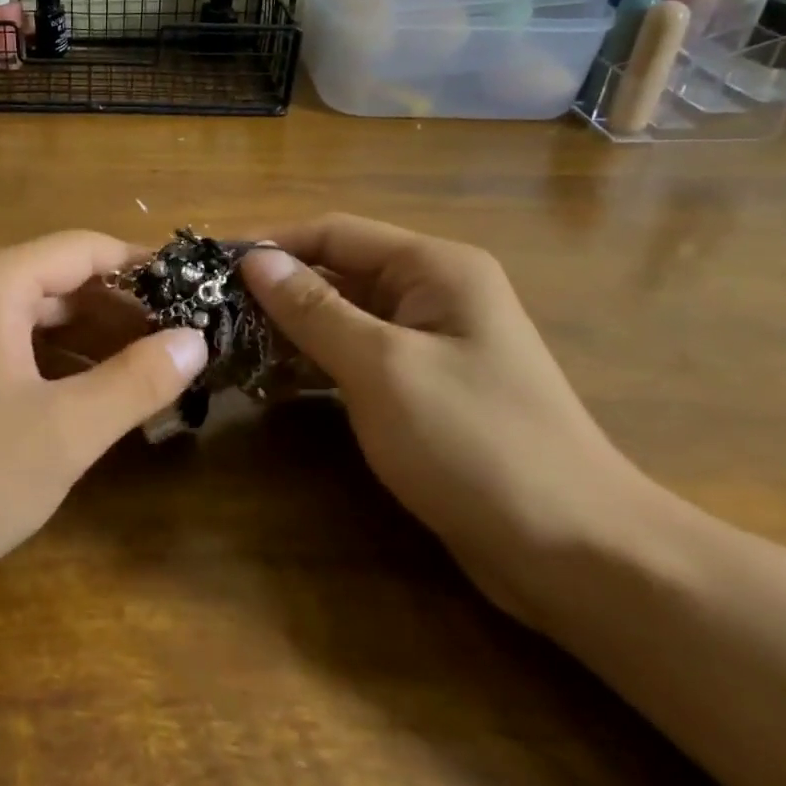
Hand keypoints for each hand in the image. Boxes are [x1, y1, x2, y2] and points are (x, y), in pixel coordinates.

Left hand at [0, 232, 206, 602]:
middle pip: (62, 284)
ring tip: (153, 379)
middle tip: (185, 350)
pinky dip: (57, 370)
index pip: (86, 250)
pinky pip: (12, 353)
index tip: (199, 296)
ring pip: (38, 322)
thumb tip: (195, 339)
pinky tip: (92, 405)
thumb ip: (136, 381)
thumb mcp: (62, 433)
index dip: (145, 269)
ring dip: (94, 346)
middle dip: (124, 314)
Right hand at [241, 215, 657, 617]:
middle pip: (338, 272)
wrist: (574, 552)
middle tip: (211, 314)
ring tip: (228, 345)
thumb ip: (313, 310)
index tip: (211, 268)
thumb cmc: (475, 443)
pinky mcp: (424, 387)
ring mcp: (430, 342)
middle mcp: (433, 293)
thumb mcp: (381, 368)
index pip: (335, 233)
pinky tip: (272, 381)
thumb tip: (254, 260)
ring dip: (291, 329)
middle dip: (277, 290)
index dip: (273, 246)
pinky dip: (316, 362)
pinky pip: (357, 357)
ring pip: (344, 317)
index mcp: (434, 268)